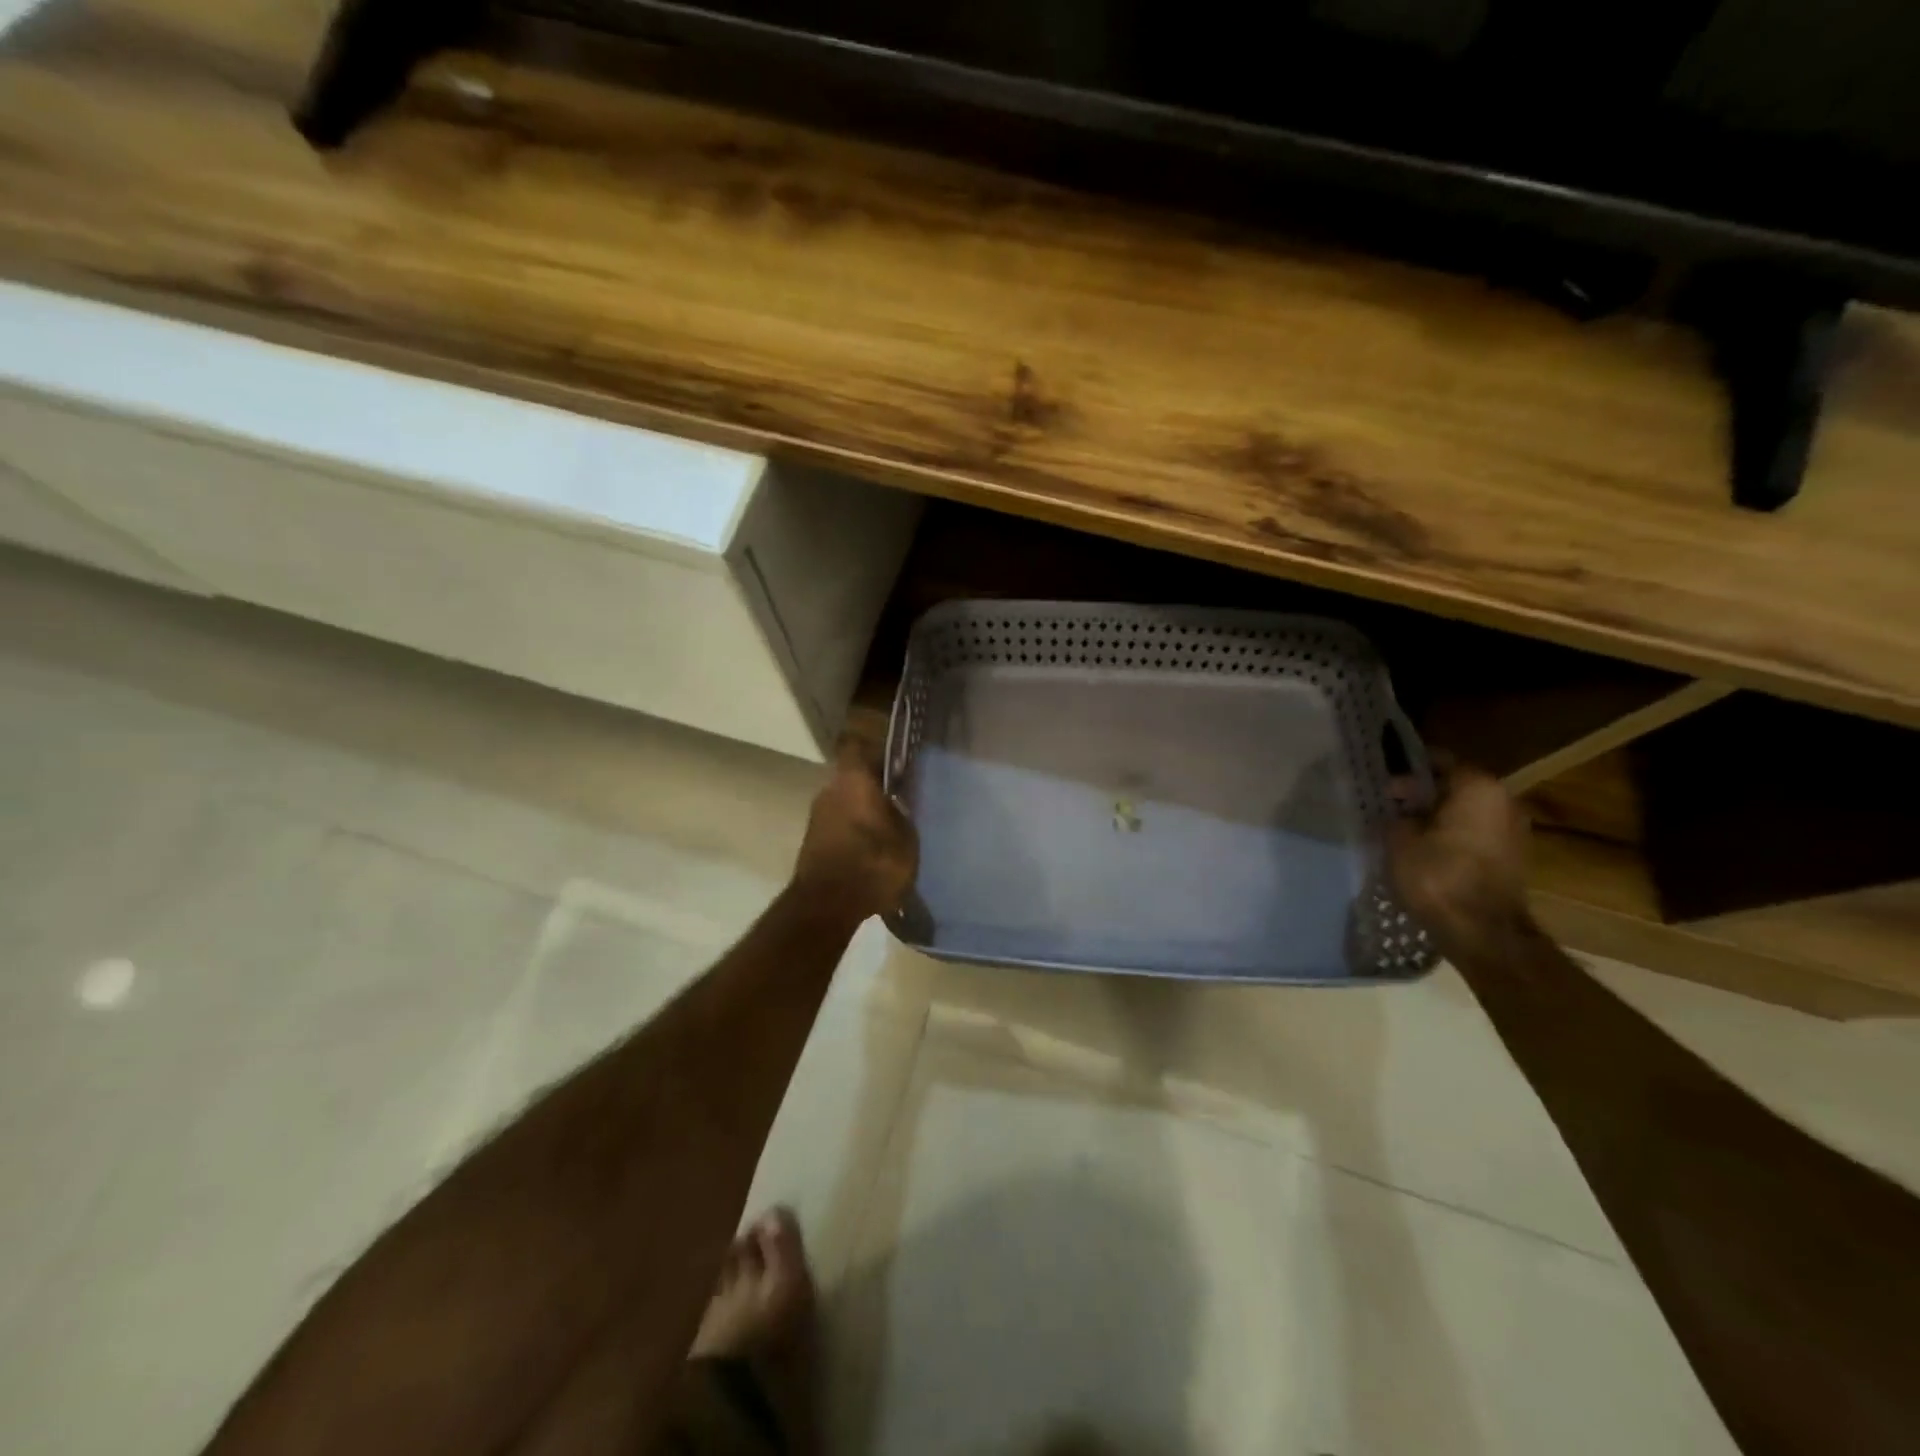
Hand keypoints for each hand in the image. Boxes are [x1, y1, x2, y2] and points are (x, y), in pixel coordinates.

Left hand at [791, 737, 918, 922]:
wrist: (827, 906)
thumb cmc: (872, 863)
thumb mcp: (906, 838)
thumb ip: (903, 812)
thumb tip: (901, 800)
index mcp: (853, 779)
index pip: (858, 745)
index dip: (876, 747)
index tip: (896, 755)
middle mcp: (830, 789)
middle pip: (853, 775)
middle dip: (874, 783)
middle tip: (901, 794)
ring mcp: (818, 815)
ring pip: (845, 799)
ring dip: (863, 807)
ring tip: (890, 823)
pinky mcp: (813, 840)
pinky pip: (839, 822)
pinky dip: (854, 828)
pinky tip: (873, 844)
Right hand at [1386, 761, 1532, 959]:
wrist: (1483, 932)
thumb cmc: (1438, 876)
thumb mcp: (1399, 840)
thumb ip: (1397, 817)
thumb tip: (1400, 812)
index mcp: (1478, 787)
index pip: (1441, 761)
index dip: (1409, 768)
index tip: (1384, 779)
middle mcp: (1504, 800)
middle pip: (1456, 786)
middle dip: (1422, 793)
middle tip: (1390, 805)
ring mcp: (1513, 830)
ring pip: (1465, 811)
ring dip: (1437, 816)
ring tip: (1403, 828)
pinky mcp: (1512, 857)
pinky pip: (1474, 833)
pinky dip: (1451, 835)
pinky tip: (1424, 848)